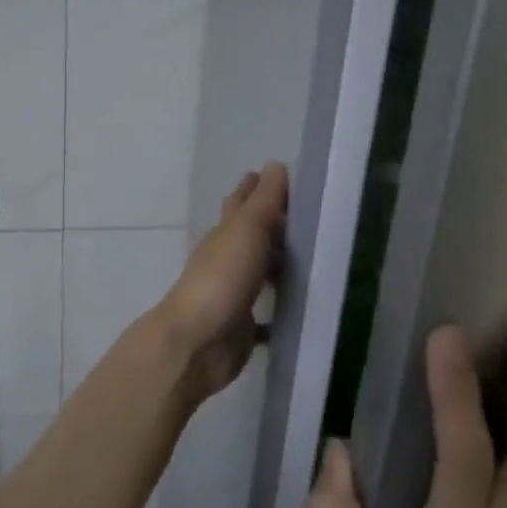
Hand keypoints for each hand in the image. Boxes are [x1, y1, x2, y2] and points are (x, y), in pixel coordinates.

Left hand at [155, 163, 288, 406]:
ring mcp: (233, 293)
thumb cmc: (222, 278)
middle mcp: (226, 259)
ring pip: (257, 270)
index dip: (255, 187)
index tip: (274, 174)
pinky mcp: (242, 325)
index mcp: (224, 234)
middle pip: (249, 235)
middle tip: (301, 215)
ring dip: (275, 262)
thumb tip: (275, 165)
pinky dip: (278, 307)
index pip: (241, 202)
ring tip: (308, 257)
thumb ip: (264, 200)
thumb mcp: (247, 230)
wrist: (198, 342)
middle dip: (269, 223)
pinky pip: (265, 312)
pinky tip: (298, 309)